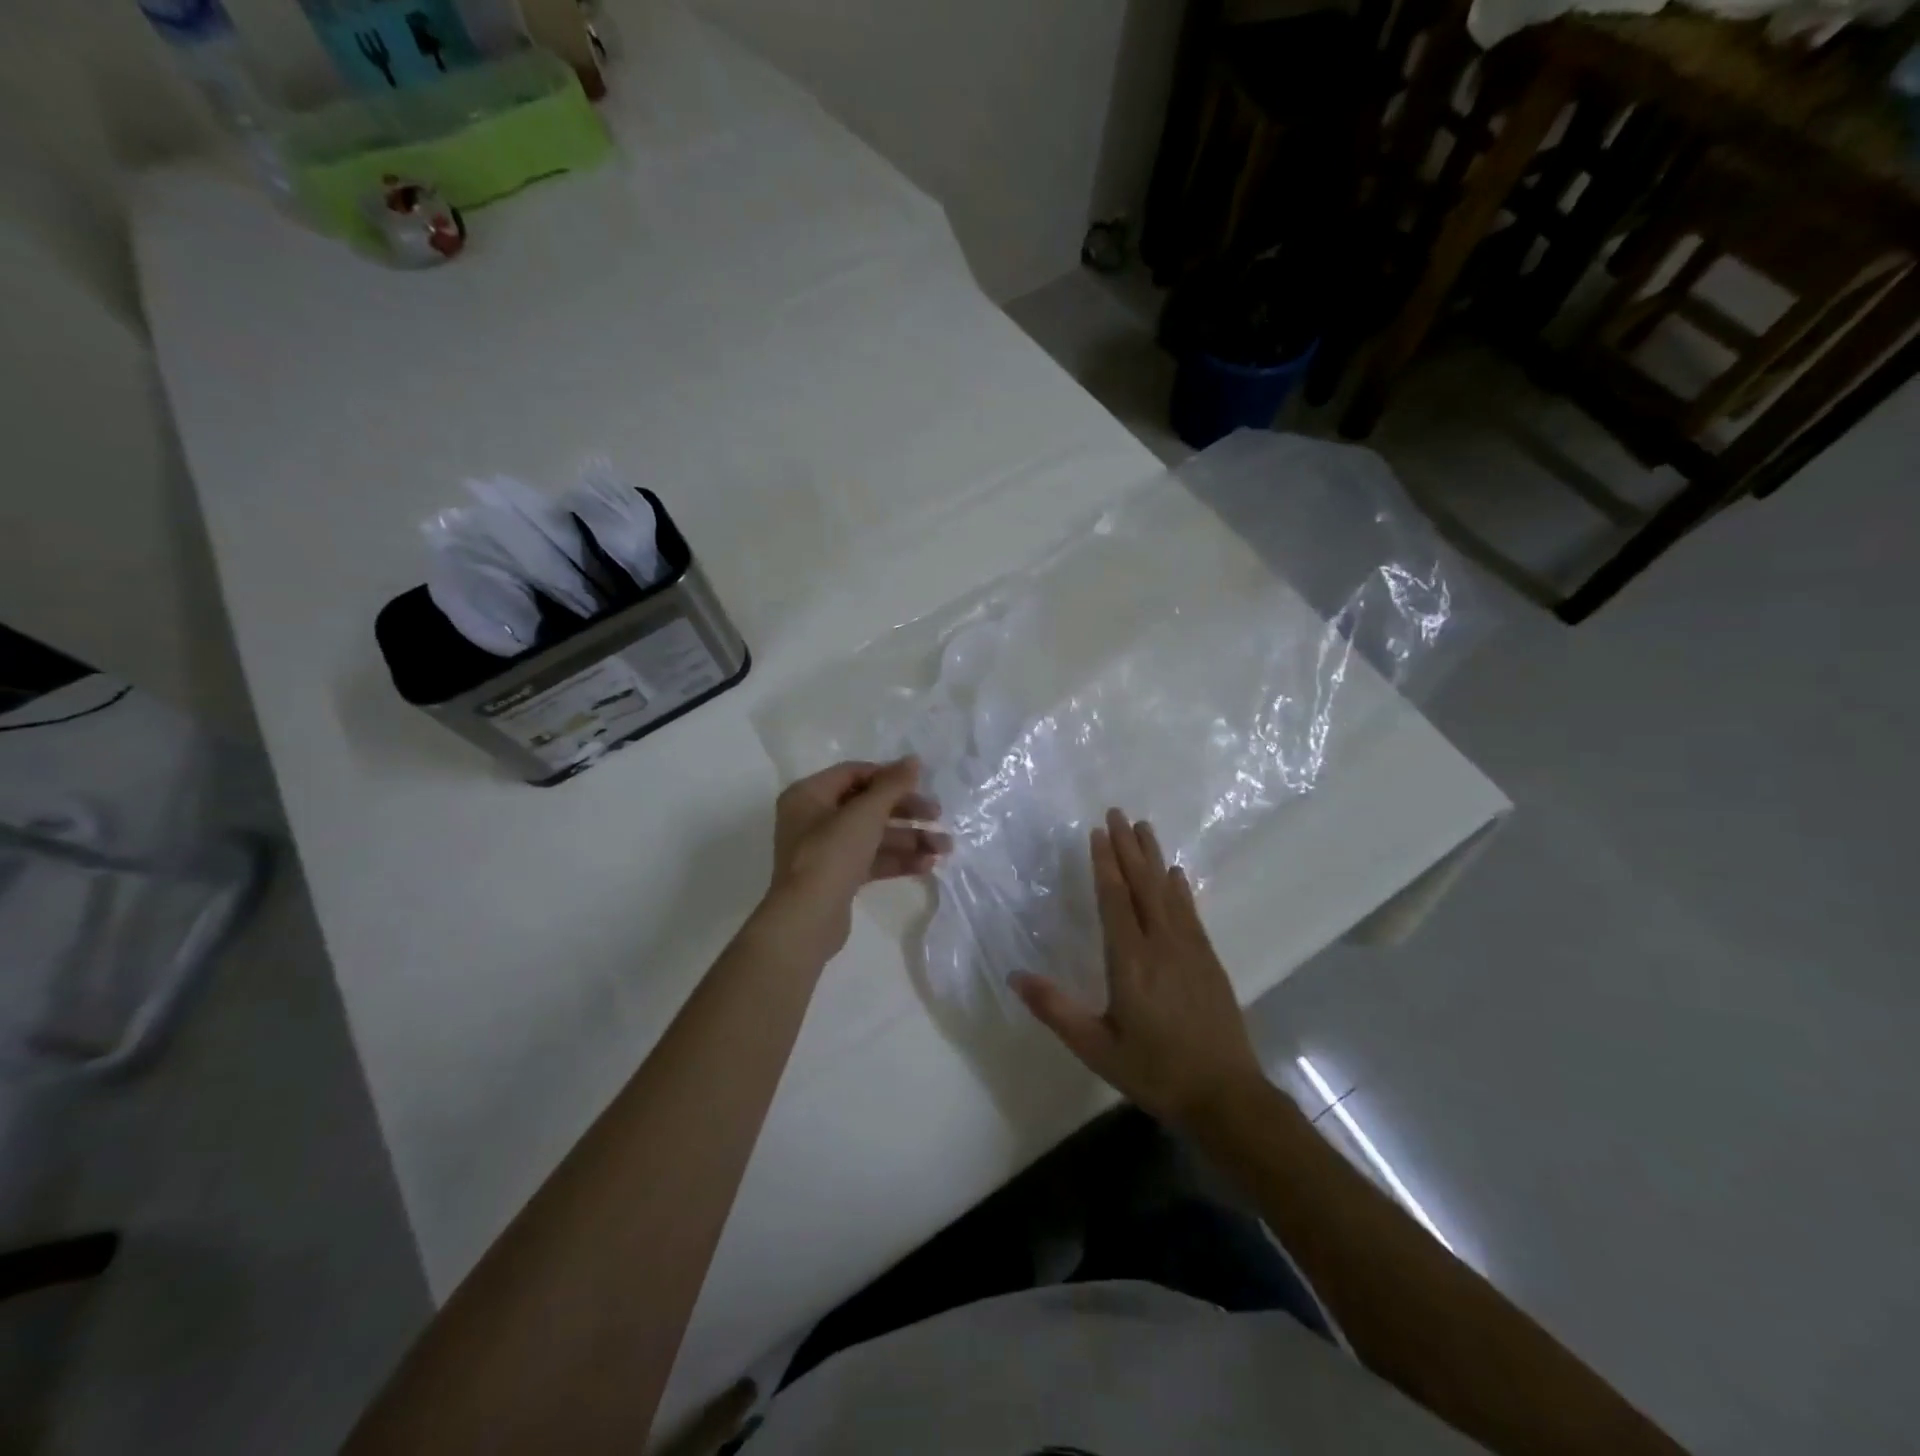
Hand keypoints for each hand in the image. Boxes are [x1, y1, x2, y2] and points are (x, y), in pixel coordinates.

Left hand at [761, 758, 945, 960]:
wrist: (807, 919)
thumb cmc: (832, 854)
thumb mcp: (865, 814)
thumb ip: (892, 785)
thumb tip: (913, 760)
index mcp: (809, 795)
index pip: (854, 773)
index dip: (889, 776)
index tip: (921, 784)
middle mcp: (813, 818)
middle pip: (867, 805)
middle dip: (906, 811)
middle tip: (938, 815)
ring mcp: (825, 850)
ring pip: (873, 835)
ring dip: (909, 838)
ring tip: (944, 848)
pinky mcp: (837, 877)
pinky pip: (871, 860)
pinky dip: (897, 860)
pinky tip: (927, 865)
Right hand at [1011, 809, 1265, 1130]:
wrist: (1225, 1096)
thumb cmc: (1154, 1072)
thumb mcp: (1096, 1048)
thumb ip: (1056, 1010)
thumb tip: (1015, 976)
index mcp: (1131, 962)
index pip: (1115, 900)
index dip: (1105, 864)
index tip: (1098, 832)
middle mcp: (1161, 945)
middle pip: (1143, 885)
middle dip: (1128, 848)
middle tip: (1118, 813)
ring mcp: (1189, 950)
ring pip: (1168, 892)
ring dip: (1154, 858)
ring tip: (1144, 828)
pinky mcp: (1208, 960)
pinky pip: (1190, 912)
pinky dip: (1180, 888)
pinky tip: (1176, 874)